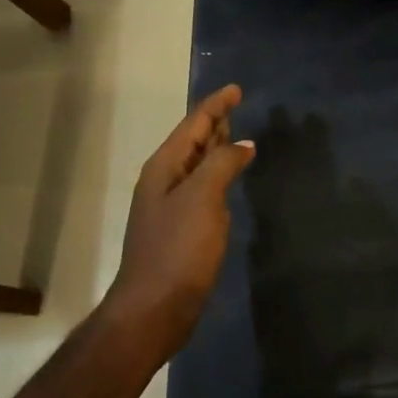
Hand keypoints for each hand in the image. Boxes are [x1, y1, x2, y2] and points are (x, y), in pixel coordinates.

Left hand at [106, 84, 255, 355]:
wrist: (154, 308)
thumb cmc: (179, 250)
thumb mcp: (203, 199)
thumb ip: (223, 165)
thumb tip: (243, 144)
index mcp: (164, 168)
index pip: (193, 125)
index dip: (215, 105)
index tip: (236, 89)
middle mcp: (164, 182)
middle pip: (192, 143)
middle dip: (214, 123)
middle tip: (237, 107)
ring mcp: (170, 207)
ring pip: (197, 166)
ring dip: (216, 150)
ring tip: (237, 136)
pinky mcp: (180, 231)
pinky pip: (202, 190)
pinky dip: (217, 177)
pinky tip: (229, 181)